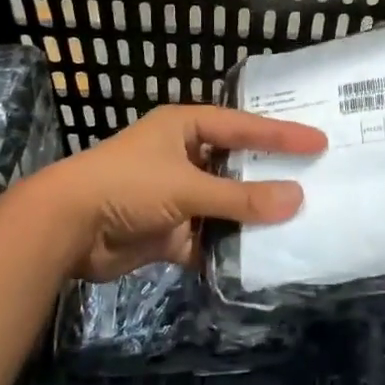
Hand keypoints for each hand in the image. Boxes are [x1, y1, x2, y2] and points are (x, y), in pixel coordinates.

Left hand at [38, 105, 326, 281]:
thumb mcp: (187, 186)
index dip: (281, 133)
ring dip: (250, 216)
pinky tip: (257, 257)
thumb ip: (240, 198)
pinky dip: (226, 248)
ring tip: (296, 222)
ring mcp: (175, 194)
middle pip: (236, 165)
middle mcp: (183, 156)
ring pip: (224, 204)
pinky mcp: (167, 230)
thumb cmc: (127, 186)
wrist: (65, 229)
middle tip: (314, 179)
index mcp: (185, 128)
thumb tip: (296, 201)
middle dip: (269, 176)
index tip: (319, 141)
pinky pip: (207, 237)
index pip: (243, 126)